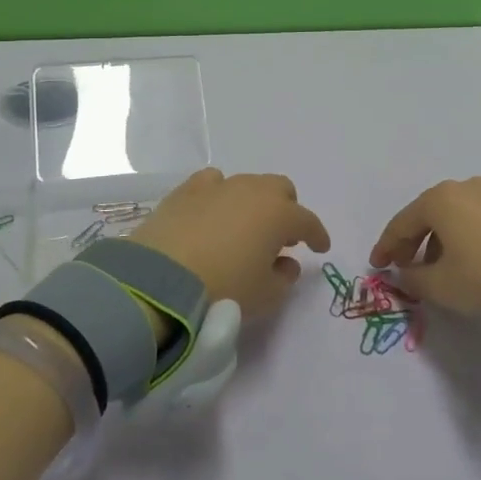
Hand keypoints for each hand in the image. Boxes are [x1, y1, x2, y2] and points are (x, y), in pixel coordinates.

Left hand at [130, 168, 330, 319]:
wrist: (160, 281)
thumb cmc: (224, 290)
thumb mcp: (265, 296)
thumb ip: (284, 278)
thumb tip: (286, 263)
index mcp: (278, 214)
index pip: (308, 221)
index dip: (317, 235)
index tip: (321, 248)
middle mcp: (251, 191)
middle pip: (280, 189)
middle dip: (286, 209)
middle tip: (282, 235)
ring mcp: (217, 187)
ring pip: (246, 184)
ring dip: (253, 202)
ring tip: (244, 226)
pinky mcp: (185, 191)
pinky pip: (212, 183)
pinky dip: (219, 195)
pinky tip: (213, 211)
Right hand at [368, 177, 480, 316]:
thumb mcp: (439, 285)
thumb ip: (412, 278)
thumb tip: (404, 273)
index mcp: (438, 199)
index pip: (402, 223)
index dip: (386, 247)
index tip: (376, 266)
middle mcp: (462, 187)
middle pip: (426, 215)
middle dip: (411, 242)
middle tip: (402, 266)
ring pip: (451, 217)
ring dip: (437, 241)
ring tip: (434, 268)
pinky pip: (472, 219)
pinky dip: (459, 237)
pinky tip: (461, 259)